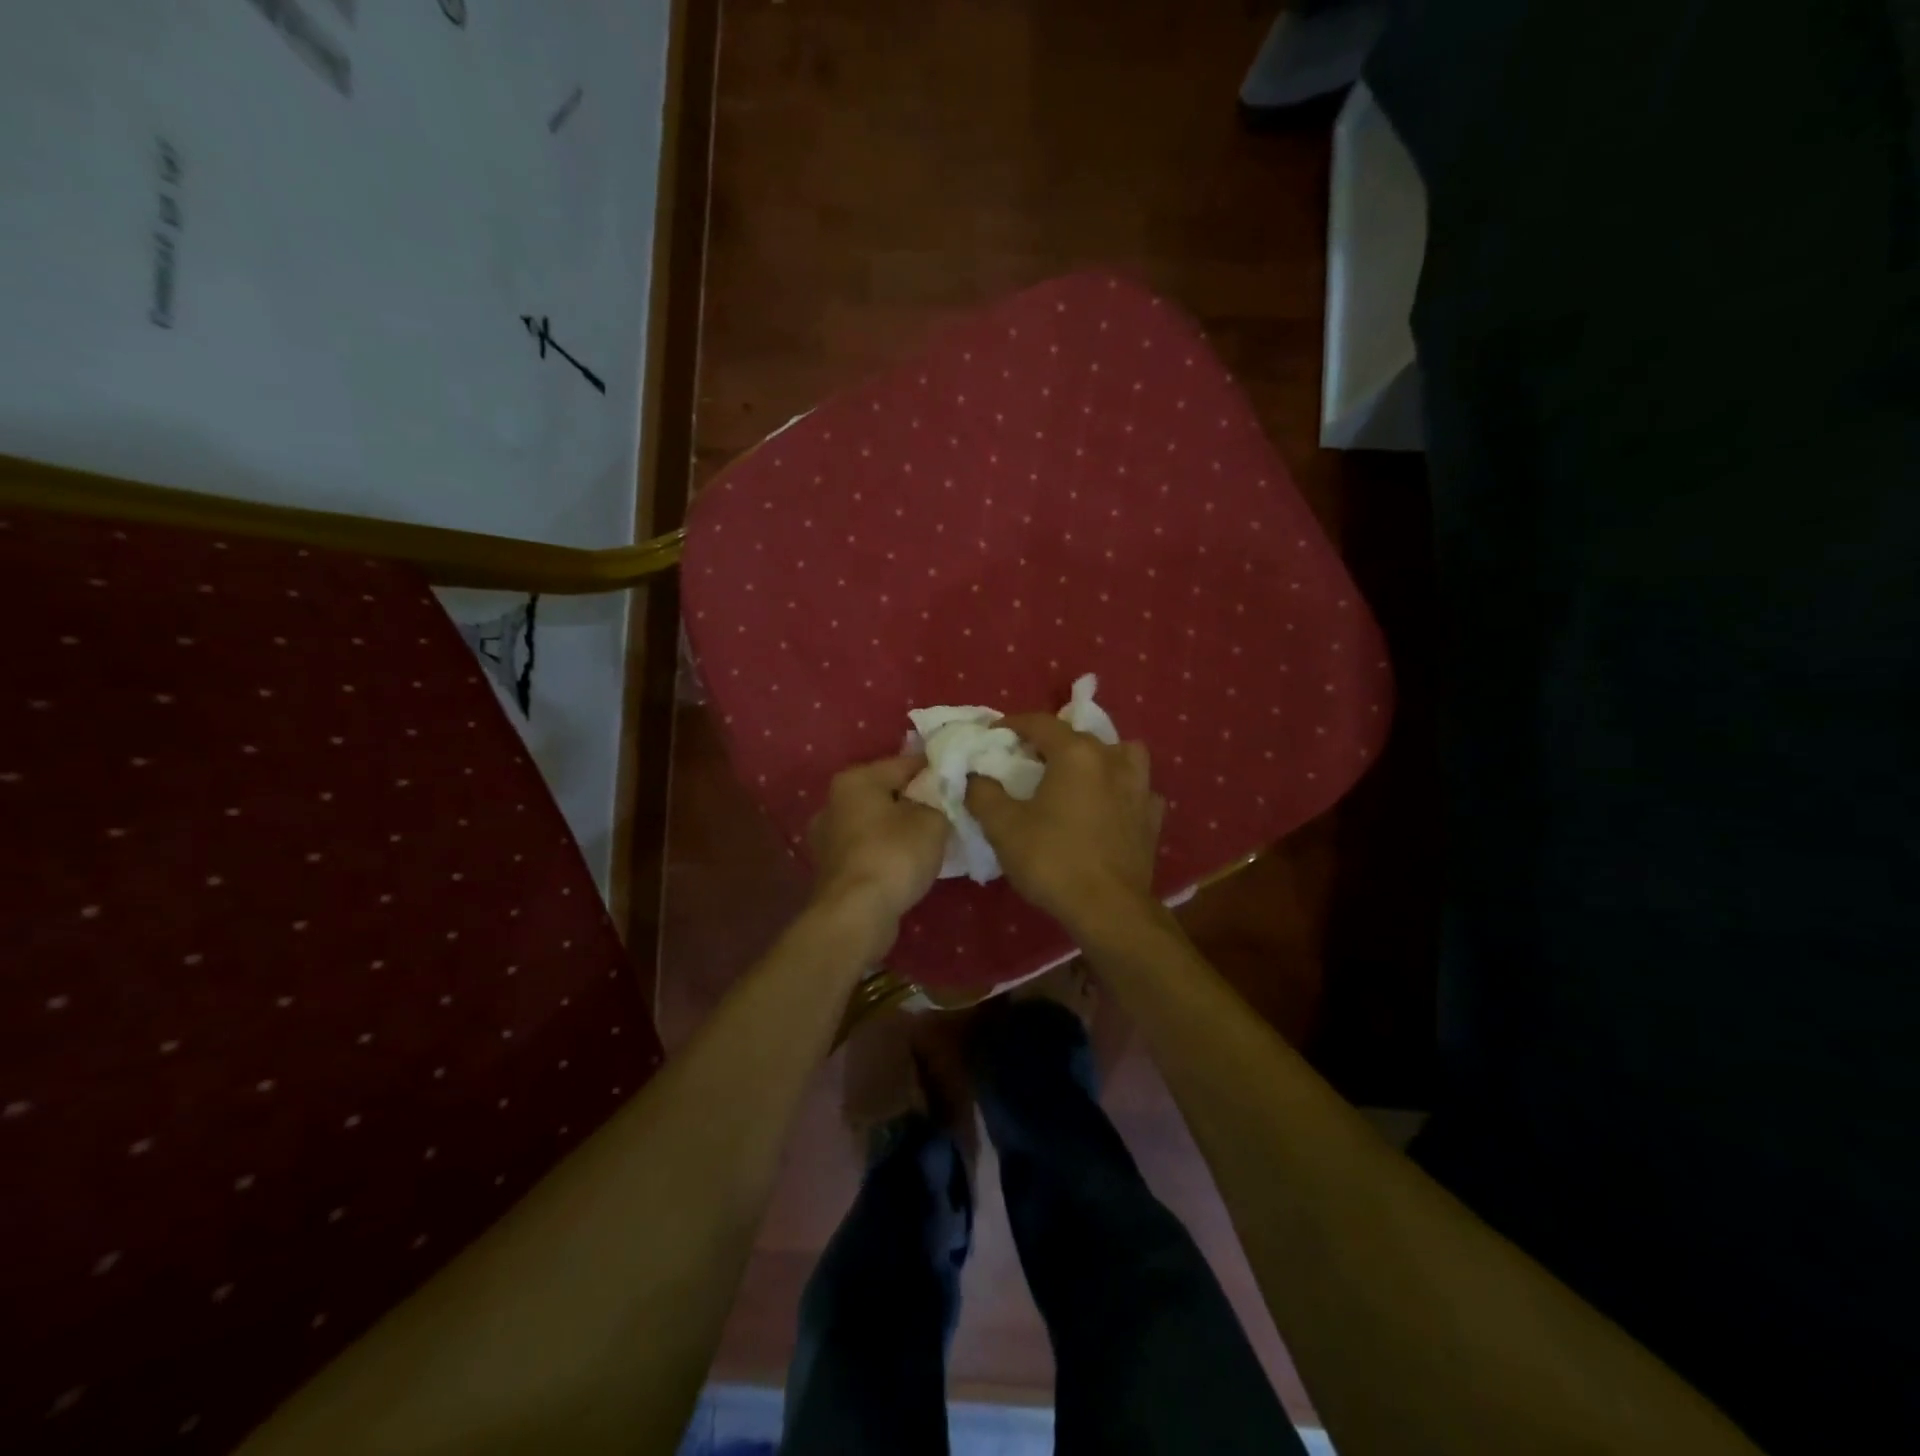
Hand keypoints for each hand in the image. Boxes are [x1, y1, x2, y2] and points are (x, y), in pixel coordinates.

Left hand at [807, 755, 951, 938]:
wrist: (856, 914)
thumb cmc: (894, 855)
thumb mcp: (933, 821)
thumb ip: (939, 801)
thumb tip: (938, 799)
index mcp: (856, 779)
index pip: (906, 763)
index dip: (936, 771)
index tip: (961, 781)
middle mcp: (834, 802)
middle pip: (887, 793)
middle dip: (916, 801)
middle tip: (949, 812)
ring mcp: (828, 837)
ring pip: (876, 823)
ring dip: (900, 829)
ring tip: (932, 841)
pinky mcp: (831, 869)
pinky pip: (868, 849)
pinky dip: (887, 852)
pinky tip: (908, 864)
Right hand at [965, 714, 1163, 933]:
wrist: (1108, 908)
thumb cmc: (1052, 860)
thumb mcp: (1003, 827)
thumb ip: (983, 793)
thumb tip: (975, 776)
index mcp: (1076, 754)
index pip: (1040, 723)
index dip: (1013, 724)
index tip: (994, 733)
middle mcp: (1112, 760)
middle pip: (1079, 736)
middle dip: (1051, 741)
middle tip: (1028, 759)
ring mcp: (1139, 788)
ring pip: (1122, 754)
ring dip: (1100, 757)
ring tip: (1080, 775)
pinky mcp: (1152, 817)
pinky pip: (1137, 790)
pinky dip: (1122, 791)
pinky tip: (1110, 806)